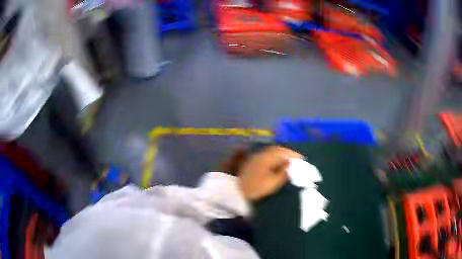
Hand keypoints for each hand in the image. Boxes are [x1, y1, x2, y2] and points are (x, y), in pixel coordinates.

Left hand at [238, 146, 302, 200]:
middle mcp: (261, 154)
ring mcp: (255, 157)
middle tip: (297, 160)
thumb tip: (292, 165)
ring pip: (272, 152)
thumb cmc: (256, 188)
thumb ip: (283, 173)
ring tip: (289, 161)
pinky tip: (277, 163)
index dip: (293, 154)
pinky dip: (275, 158)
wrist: (237, 192)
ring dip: (281, 155)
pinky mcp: (252, 162)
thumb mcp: (272, 183)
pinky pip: (267, 156)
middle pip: (277, 150)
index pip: (283, 152)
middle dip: (288, 154)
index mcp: (267, 157)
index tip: (302, 159)